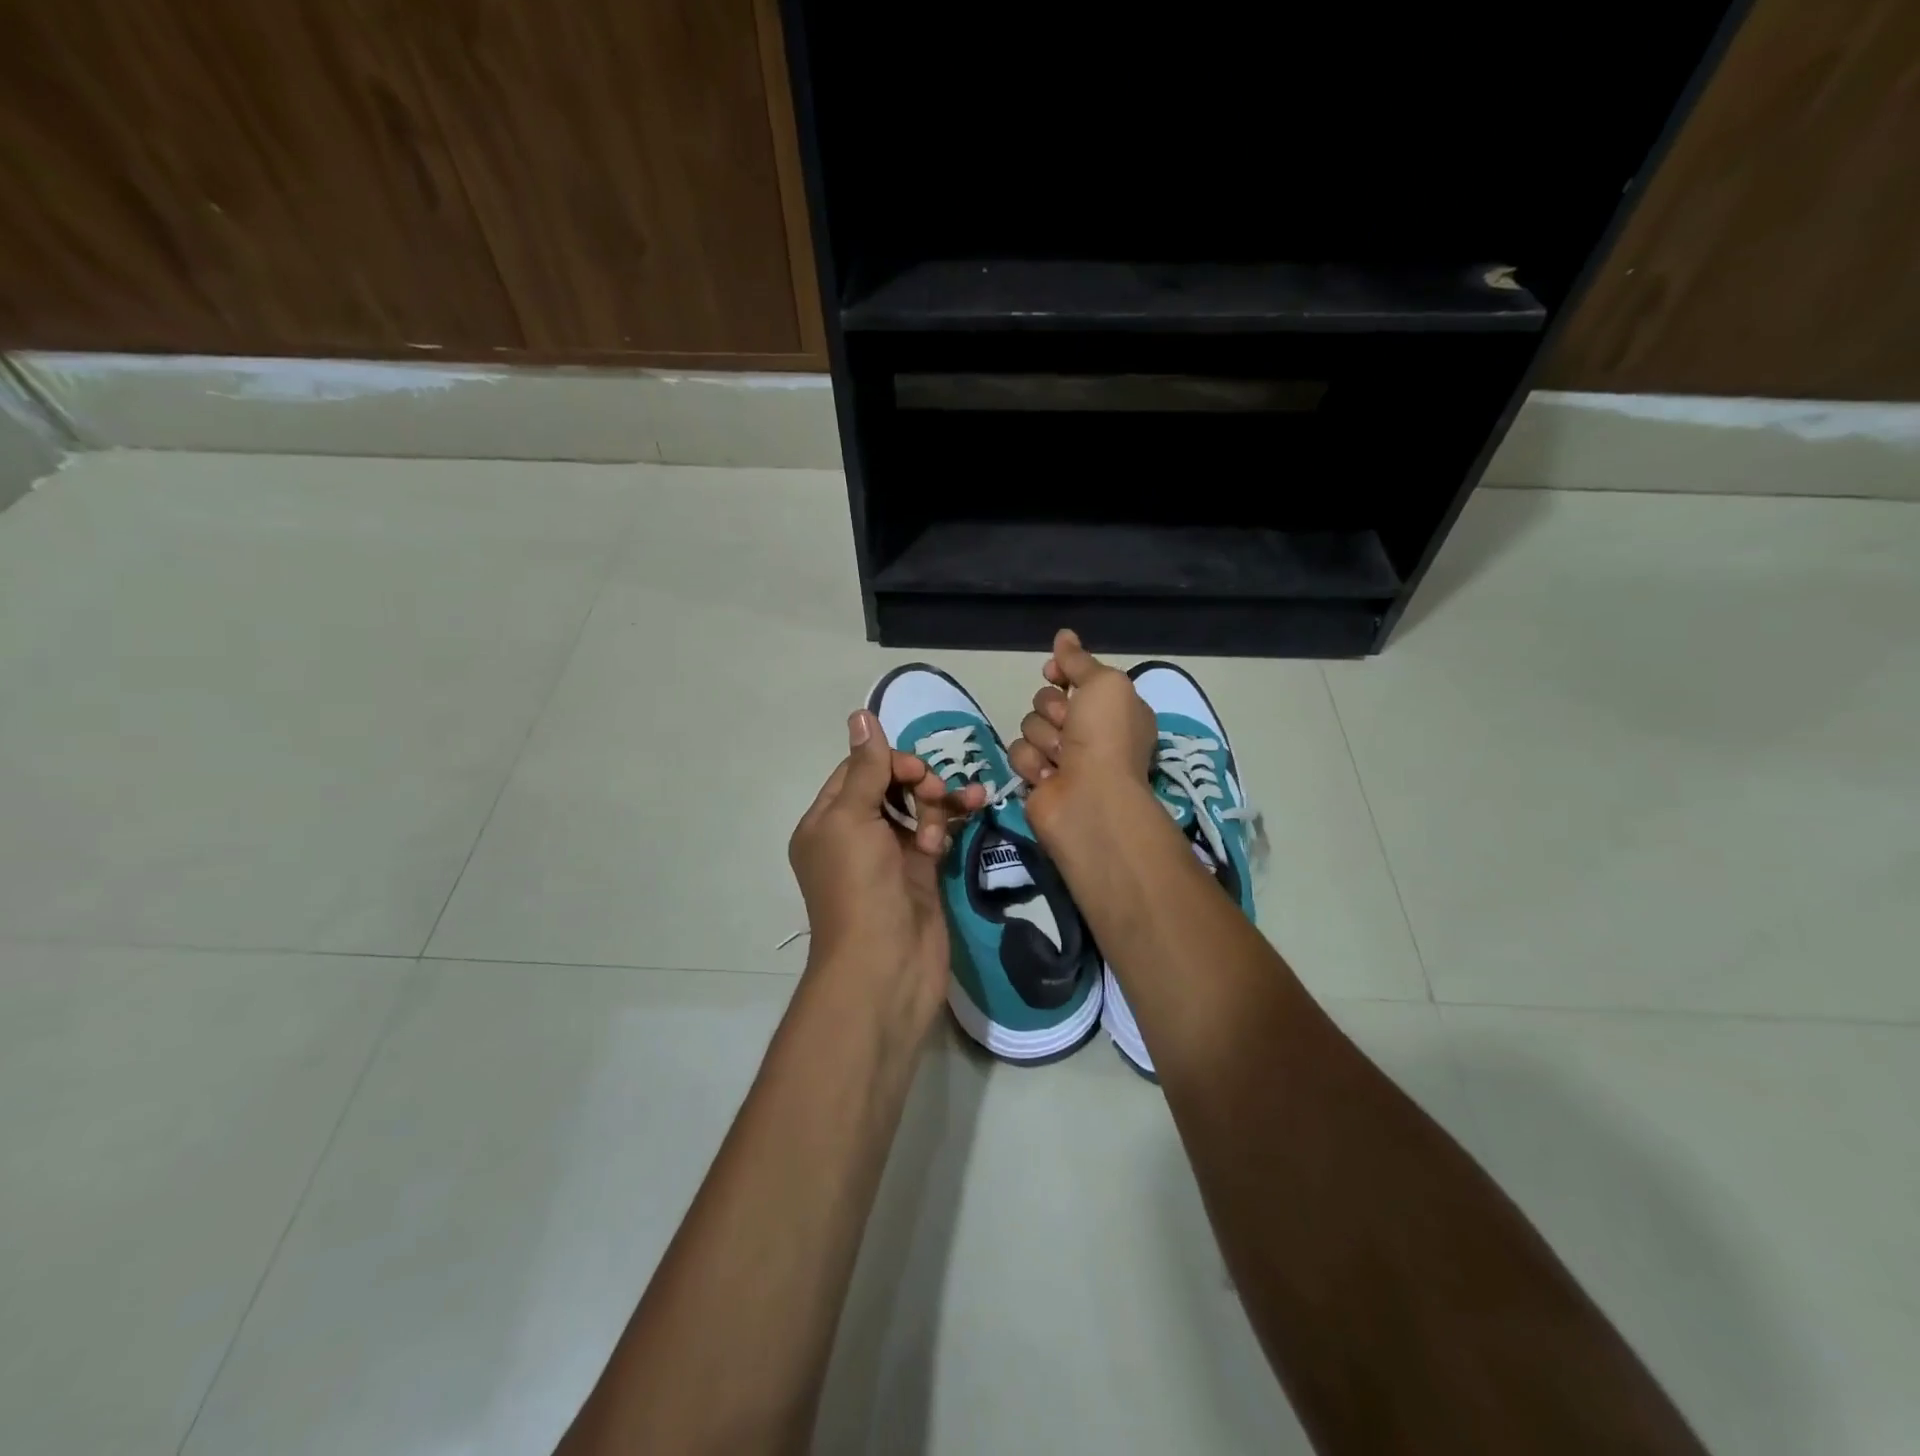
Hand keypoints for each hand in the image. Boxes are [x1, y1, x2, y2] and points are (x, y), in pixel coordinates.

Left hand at [788, 709, 984, 1025]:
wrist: (886, 966)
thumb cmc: (860, 887)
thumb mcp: (852, 820)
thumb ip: (865, 769)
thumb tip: (860, 716)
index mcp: (826, 822)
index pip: (857, 771)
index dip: (887, 761)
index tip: (915, 770)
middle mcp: (855, 836)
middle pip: (889, 786)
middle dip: (917, 781)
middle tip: (934, 792)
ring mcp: (890, 855)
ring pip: (917, 807)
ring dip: (939, 800)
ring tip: (959, 806)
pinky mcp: (921, 872)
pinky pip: (938, 832)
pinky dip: (952, 819)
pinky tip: (975, 804)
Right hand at [1009, 630, 1157, 835]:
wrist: (1090, 799)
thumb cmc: (1105, 737)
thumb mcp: (1104, 683)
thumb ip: (1079, 660)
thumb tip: (1063, 635)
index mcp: (1112, 708)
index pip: (1075, 677)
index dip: (1062, 674)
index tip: (1054, 672)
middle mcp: (1089, 732)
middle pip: (1046, 700)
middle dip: (1053, 710)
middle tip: (1070, 727)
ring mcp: (1062, 757)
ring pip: (1030, 725)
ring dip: (1043, 738)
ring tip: (1062, 759)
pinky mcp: (1038, 778)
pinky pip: (1018, 753)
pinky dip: (1032, 762)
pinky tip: (1049, 777)